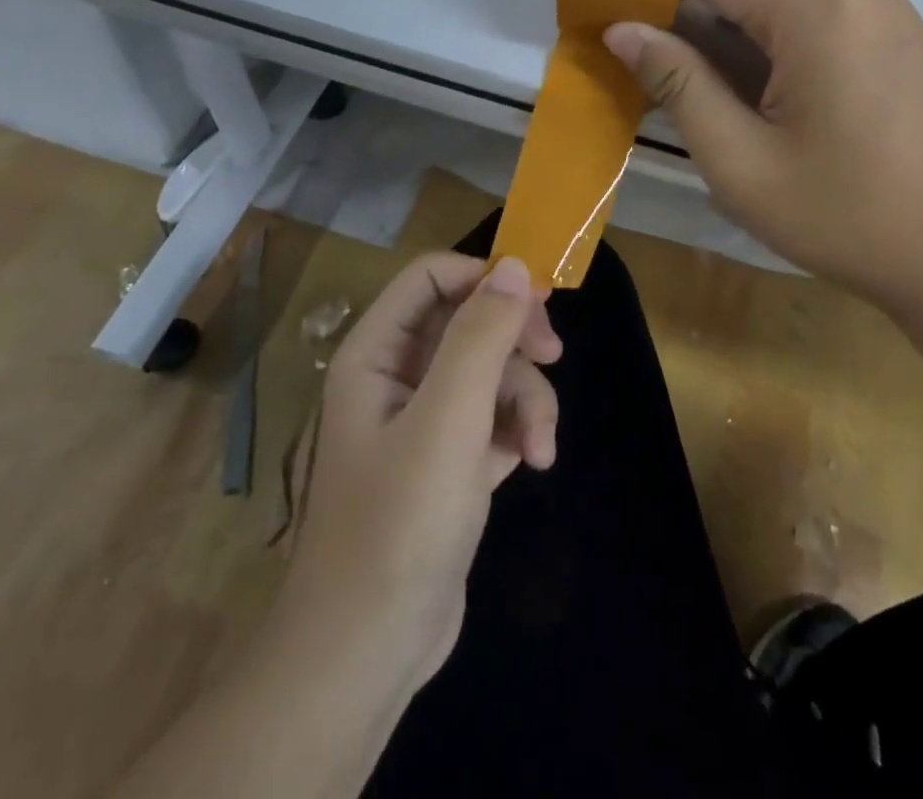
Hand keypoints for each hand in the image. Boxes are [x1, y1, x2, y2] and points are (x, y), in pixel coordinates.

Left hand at [272, 253, 560, 704]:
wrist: (368, 655)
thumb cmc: (398, 525)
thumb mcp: (447, 420)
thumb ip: (480, 337)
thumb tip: (516, 267)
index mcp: (377, 354)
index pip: (431, 278)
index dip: (483, 277)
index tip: (538, 296)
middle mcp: (398, 376)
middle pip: (469, 321)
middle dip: (515, 339)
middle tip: (554, 354)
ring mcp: (425, 420)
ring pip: (491, 370)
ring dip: (527, 398)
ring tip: (540, 444)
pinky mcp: (450, 459)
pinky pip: (495, 415)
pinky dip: (521, 429)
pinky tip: (535, 461)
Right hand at [604, 0, 922, 313]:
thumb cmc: (847, 217)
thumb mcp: (741, 162)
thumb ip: (678, 84)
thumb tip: (622, 29)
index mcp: (815, 10)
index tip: (615, 11)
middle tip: (646, 39)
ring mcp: (884, 4)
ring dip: (731, 2)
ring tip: (692, 58)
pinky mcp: (898, 29)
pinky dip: (771, 17)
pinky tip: (755, 69)